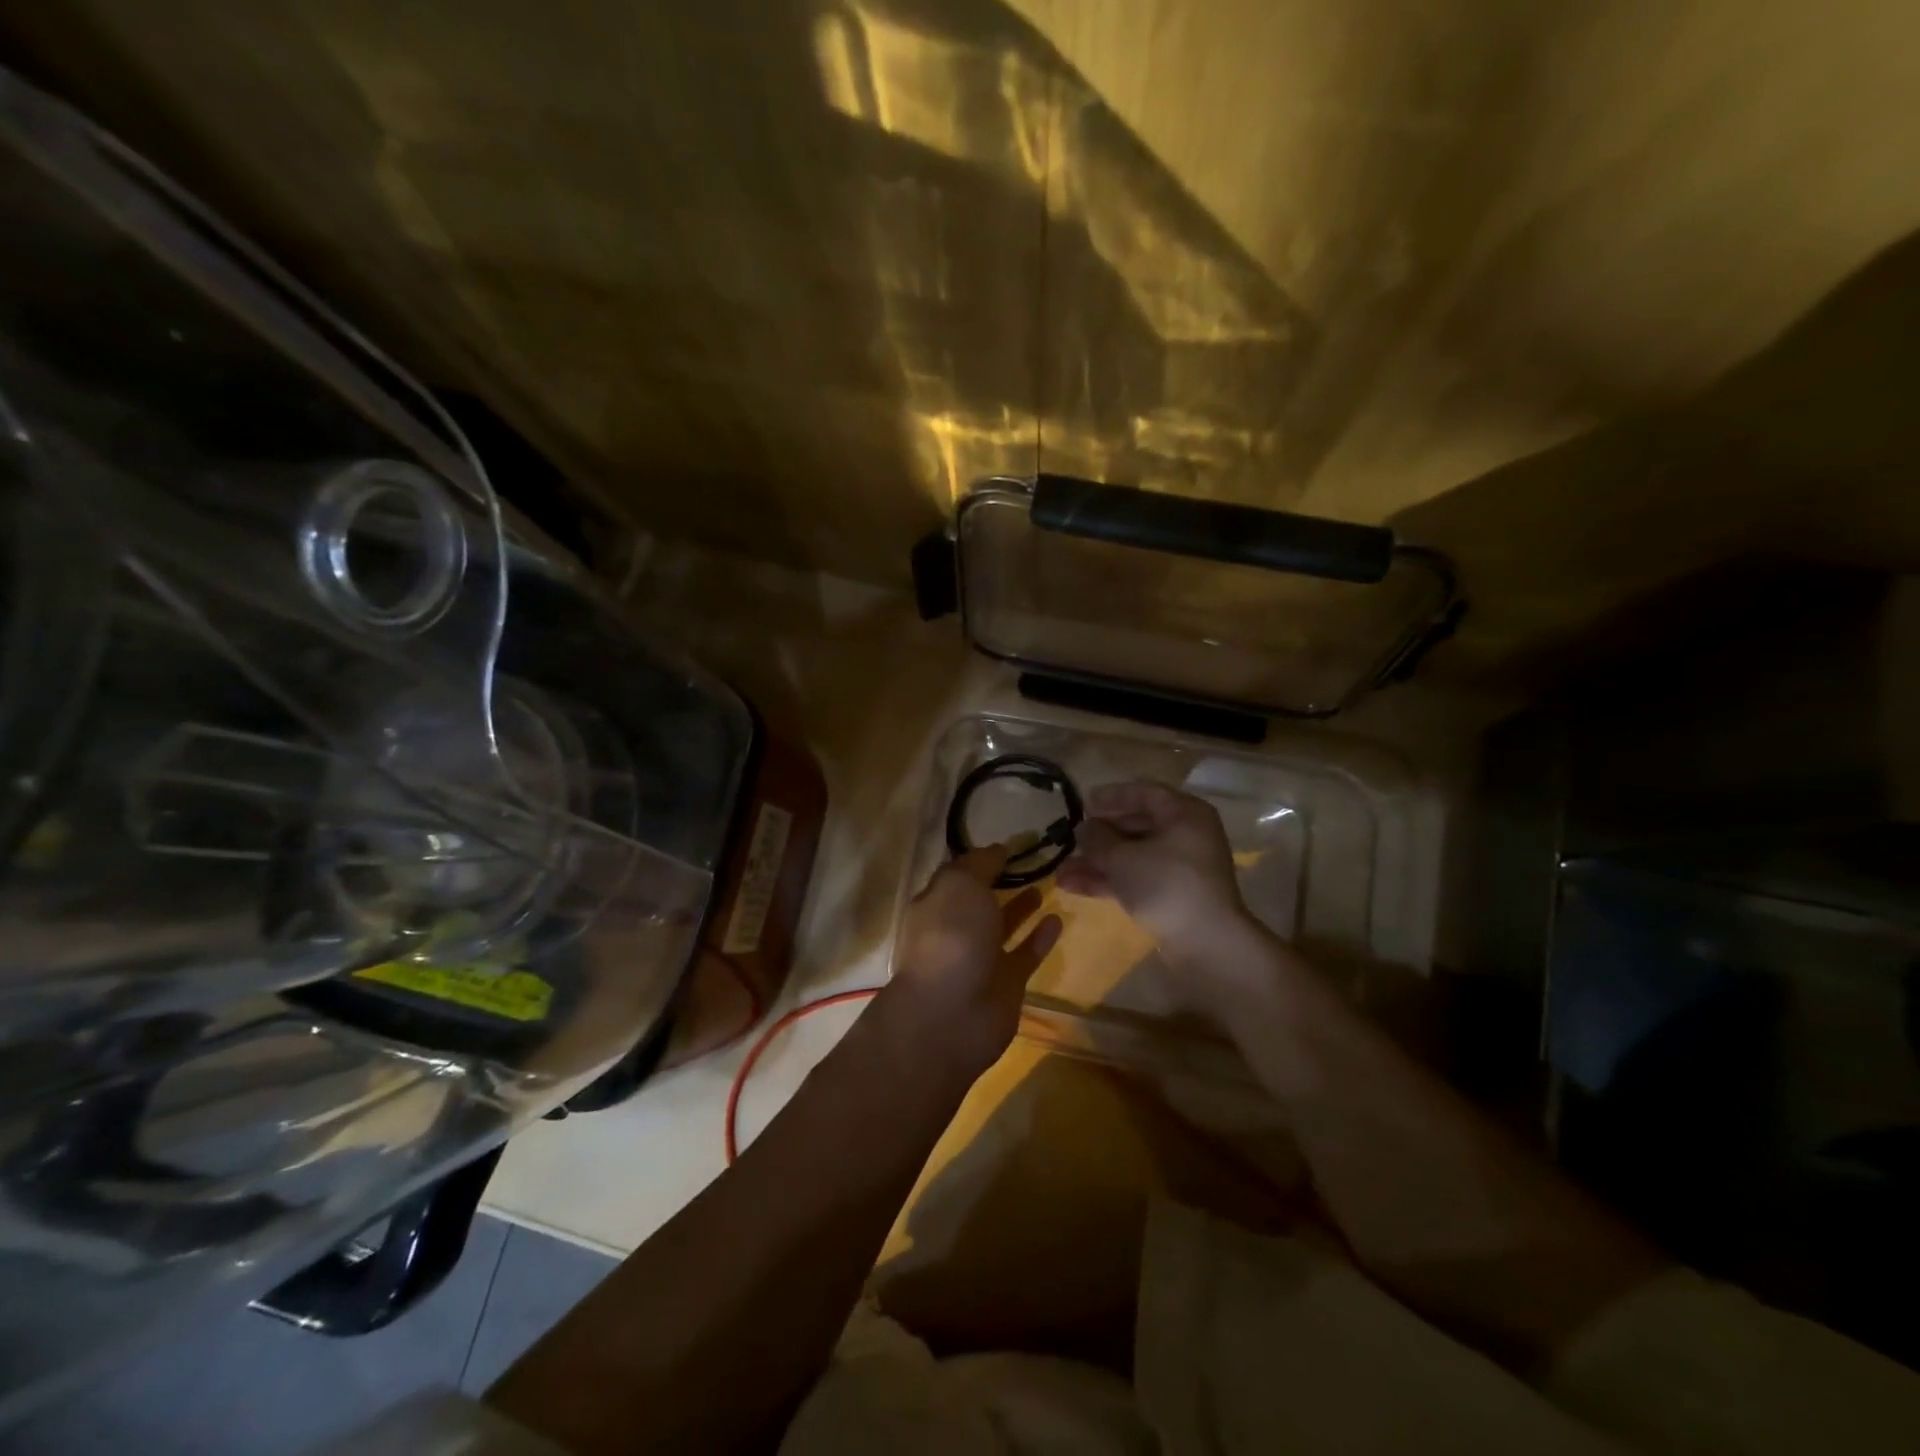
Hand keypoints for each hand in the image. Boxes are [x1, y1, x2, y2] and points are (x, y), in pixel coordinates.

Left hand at [889, 846, 1061, 1074]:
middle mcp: (956, 928)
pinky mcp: (1006, 982)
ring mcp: (981, 957)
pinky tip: (1058, 918)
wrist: (951, 1014)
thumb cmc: (951, 936)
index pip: (959, 873)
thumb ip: (980, 864)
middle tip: (1034, 859)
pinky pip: (1025, 953)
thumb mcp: (960, 884)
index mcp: (937, 902)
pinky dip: (1040, 937)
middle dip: (1001, 880)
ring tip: (1046, 883)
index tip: (1012, 842)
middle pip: (980, 899)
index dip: (982, 857)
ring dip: (1021, 906)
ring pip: (1003, 925)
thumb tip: (998, 849)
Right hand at [1055, 781, 1254, 960]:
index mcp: (1184, 813)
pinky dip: (1108, 880)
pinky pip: (1136, 878)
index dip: (1110, 796)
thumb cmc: (1166, 884)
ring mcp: (1180, 868)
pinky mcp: (1173, 895)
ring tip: (1061, 870)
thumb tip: (1084, 828)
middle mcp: (1186, 835)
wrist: (1206, 944)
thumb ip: (1097, 838)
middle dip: (1099, 834)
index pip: (1144, 793)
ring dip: (1097, 861)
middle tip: (1070, 837)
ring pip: (1132, 855)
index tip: (1082, 804)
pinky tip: (1072, 886)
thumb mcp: (1122, 857)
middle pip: (1136, 825)